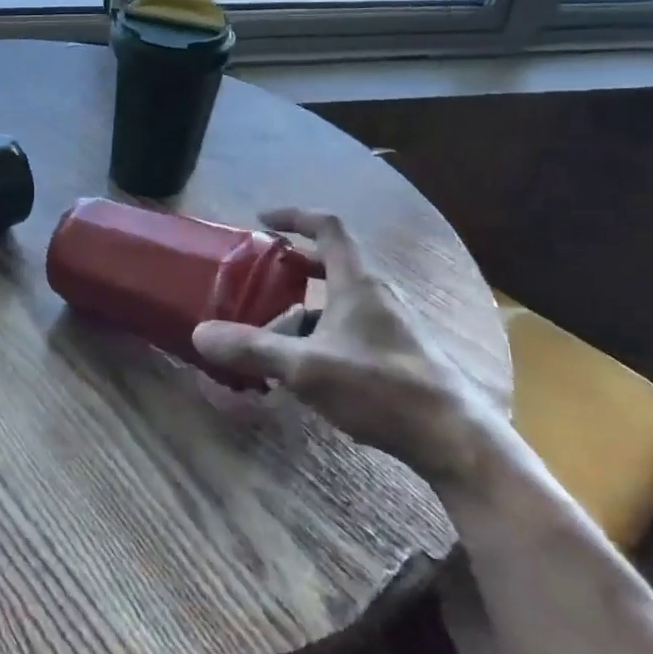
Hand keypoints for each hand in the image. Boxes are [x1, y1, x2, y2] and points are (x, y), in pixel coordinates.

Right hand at [191, 207, 508, 487]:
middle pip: (333, 263)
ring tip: (272, 335)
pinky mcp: (398, 354)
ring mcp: (392, 325)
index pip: (327, 227)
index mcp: (358, 283)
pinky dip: (322, 335)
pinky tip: (305, 369)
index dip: (294, 216)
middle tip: (261, 278)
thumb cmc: (380, 388)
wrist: (453, 438)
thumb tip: (199, 333)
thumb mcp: (306, 368)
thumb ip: (252, 349)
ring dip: (304, 309)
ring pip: (340, 301)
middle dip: (294, 266)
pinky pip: (350, 328)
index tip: (262, 220)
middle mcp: (377, 295)